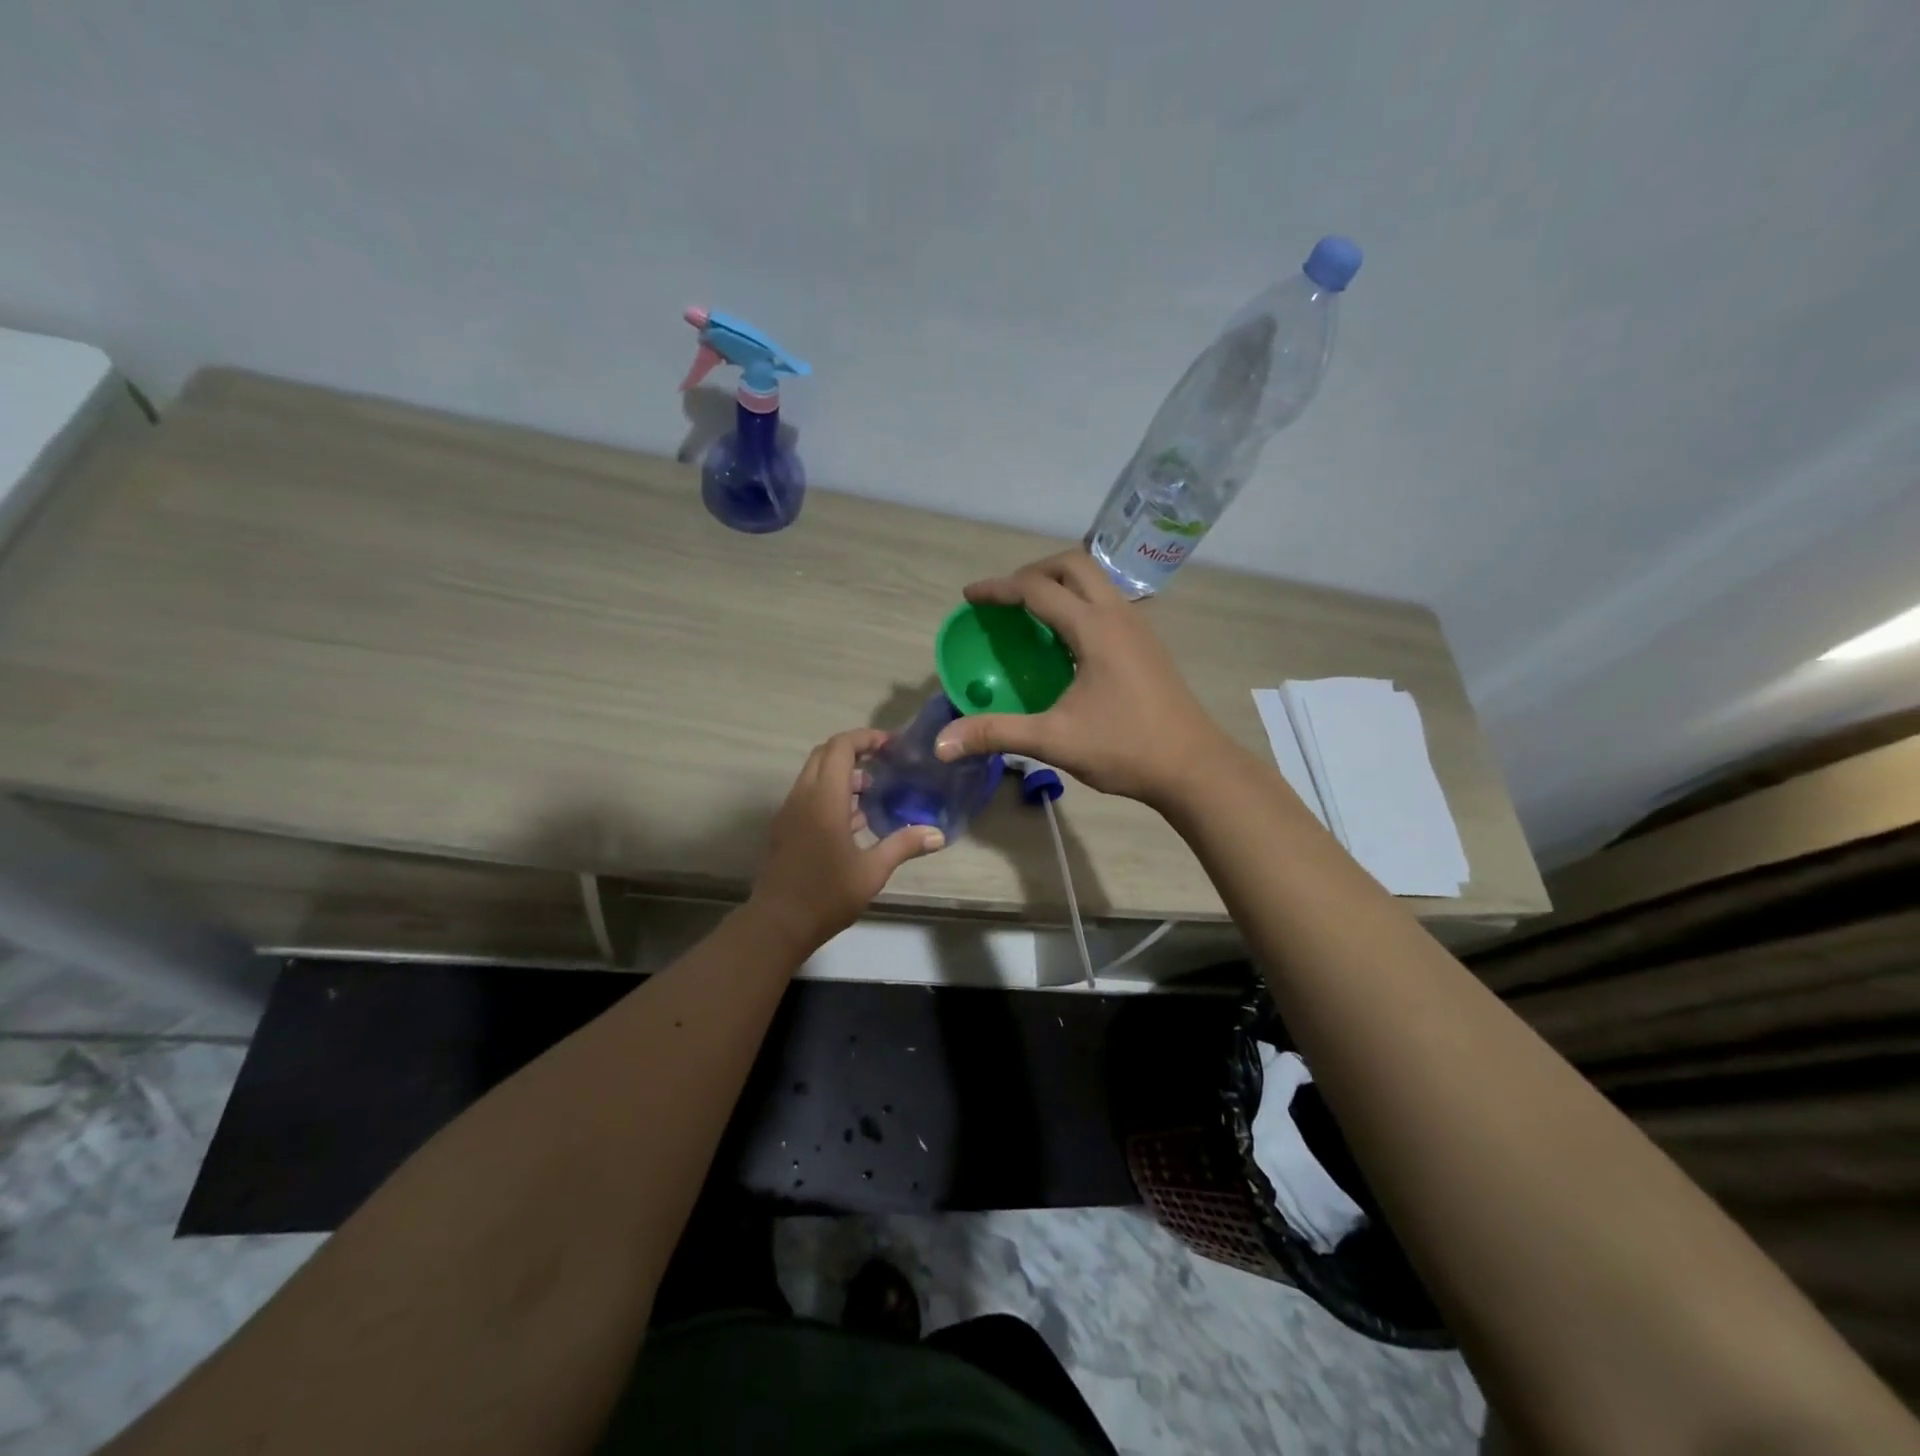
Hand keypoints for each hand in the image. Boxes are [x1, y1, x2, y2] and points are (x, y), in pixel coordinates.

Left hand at [748, 728, 944, 952]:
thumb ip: (903, 845)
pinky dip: (830, 792)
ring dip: (841, 772)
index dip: (865, 738)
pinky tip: (854, 819)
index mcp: (824, 799)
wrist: (777, 924)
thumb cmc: (826, 895)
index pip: (840, 747)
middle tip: (884, 761)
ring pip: (813, 774)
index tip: (891, 745)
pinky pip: (808, 794)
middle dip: (853, 750)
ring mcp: (790, 812)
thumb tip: (938, 833)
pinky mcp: (785, 828)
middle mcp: (803, 797)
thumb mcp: (872, 871)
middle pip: (824, 754)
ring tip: (874, 790)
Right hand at [932, 549, 1234, 806]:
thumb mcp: (1055, 741)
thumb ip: (997, 734)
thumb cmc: (1125, 748)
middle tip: (1006, 598)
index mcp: (1094, 629)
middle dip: (1033, 571)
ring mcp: (1138, 627)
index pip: (1037, 589)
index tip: (970, 597)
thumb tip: (942, 743)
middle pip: (1073, 565)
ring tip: (1032, 611)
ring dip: (1061, 583)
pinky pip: (1108, 602)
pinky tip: (1068, 640)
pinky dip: (1080, 602)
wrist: (1194, 767)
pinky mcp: (1148, 644)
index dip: (999, 589)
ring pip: (1097, 580)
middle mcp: (1118, 615)